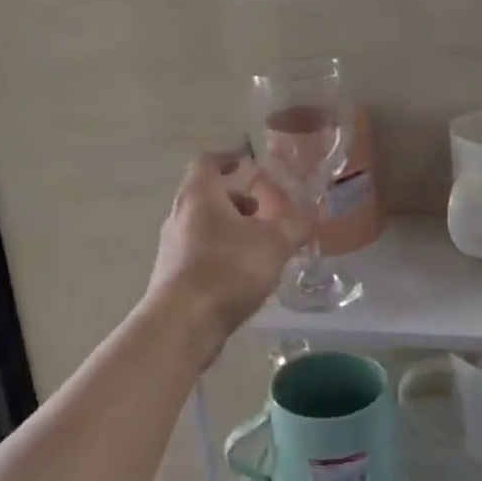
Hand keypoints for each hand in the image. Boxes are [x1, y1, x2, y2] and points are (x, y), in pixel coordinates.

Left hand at [148, 154, 310, 348]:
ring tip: (259, 247)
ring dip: (229, 230)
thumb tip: (310, 220)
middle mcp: (179, 215)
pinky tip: (242, 276)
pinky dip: (220, 255)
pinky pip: (198, 254)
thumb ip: (295, 228)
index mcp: (200, 195)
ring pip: (202, 227)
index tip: (247, 163)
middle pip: (206, 196)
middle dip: (235, 201)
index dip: (227, 158)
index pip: (207, 162)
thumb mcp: (274, 244)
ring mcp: (171, 247)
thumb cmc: (228, 269)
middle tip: (262, 212)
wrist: (183, 322)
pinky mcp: (171, 276)